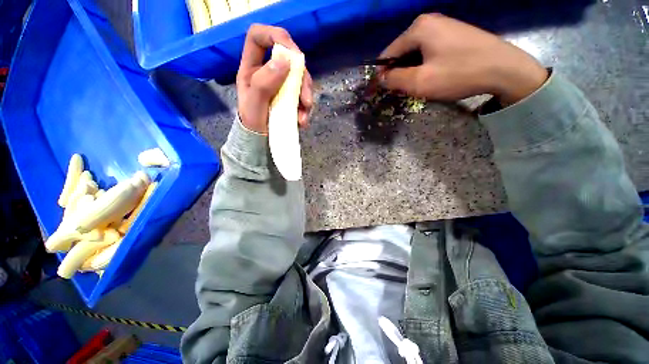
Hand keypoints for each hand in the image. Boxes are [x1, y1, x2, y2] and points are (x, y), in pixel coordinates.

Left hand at [236, 25, 312, 133]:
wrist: (260, 141)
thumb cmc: (252, 123)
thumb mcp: (254, 104)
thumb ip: (264, 82)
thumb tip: (285, 60)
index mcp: (252, 68)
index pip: (259, 37)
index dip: (274, 35)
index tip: (291, 53)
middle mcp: (268, 72)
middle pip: (288, 59)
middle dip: (301, 76)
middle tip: (306, 97)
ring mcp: (282, 85)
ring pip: (300, 78)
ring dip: (307, 95)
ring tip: (304, 114)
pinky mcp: (291, 98)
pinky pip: (304, 96)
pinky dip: (306, 108)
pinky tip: (302, 121)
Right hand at [379, 14, 547, 104]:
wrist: (504, 69)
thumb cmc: (458, 74)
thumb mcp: (420, 82)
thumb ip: (394, 79)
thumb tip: (381, 78)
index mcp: (418, 28)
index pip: (388, 53)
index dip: (383, 73)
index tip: (384, 90)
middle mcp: (428, 22)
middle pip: (401, 52)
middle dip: (399, 72)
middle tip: (404, 91)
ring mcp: (442, 26)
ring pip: (415, 53)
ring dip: (411, 70)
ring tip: (418, 85)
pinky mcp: (452, 34)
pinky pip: (428, 51)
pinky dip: (424, 65)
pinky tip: (431, 76)